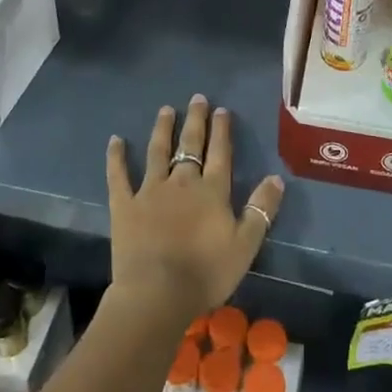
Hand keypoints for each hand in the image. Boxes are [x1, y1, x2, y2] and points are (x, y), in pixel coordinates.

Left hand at [104, 95, 284, 324]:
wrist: (157, 293)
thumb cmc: (206, 272)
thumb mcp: (246, 244)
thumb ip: (261, 209)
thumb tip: (276, 178)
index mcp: (212, 191)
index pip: (220, 153)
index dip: (221, 130)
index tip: (221, 110)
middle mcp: (182, 182)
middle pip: (190, 144)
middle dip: (195, 120)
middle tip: (196, 98)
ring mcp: (150, 191)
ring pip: (158, 152)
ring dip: (162, 129)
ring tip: (165, 110)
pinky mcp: (125, 205)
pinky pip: (118, 176)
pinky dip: (116, 157)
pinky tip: (115, 140)